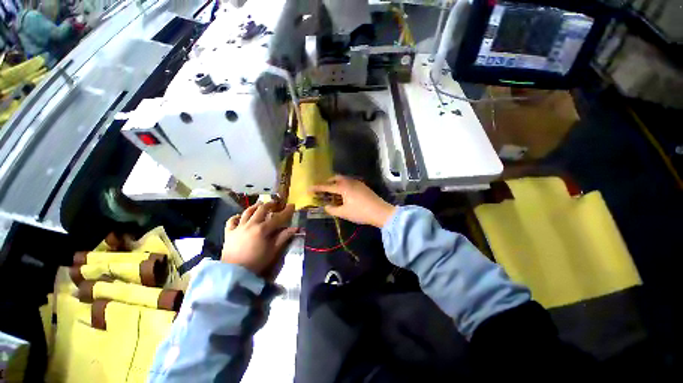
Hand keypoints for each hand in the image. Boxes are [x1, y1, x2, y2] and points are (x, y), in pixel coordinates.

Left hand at [221, 202, 297, 279]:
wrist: (234, 273)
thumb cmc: (257, 262)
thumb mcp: (273, 251)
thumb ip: (283, 237)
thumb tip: (295, 228)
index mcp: (263, 229)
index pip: (278, 217)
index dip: (286, 211)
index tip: (292, 205)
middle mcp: (251, 224)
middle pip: (262, 209)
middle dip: (270, 204)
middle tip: (276, 203)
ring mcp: (239, 227)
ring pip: (247, 212)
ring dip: (255, 206)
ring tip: (260, 204)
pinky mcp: (229, 233)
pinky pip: (232, 221)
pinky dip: (237, 216)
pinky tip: (241, 216)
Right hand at [311, 175, 395, 227]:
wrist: (380, 211)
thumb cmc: (360, 212)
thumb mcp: (344, 213)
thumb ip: (332, 209)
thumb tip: (326, 206)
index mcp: (343, 188)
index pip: (327, 187)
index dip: (317, 188)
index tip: (309, 188)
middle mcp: (349, 182)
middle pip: (336, 178)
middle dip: (328, 182)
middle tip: (324, 190)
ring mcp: (357, 182)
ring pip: (343, 179)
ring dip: (336, 183)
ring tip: (334, 192)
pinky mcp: (363, 185)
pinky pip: (349, 182)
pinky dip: (343, 185)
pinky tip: (345, 193)